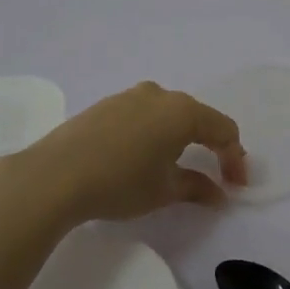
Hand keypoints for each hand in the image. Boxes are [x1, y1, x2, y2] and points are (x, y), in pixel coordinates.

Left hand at [10, 82, 247, 223]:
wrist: (55, 175)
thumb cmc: (120, 182)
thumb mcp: (164, 190)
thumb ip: (197, 188)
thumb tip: (219, 193)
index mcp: (182, 111)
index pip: (223, 130)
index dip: (234, 159)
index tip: (235, 186)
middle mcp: (160, 95)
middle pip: (197, 117)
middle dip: (210, 145)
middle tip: (215, 175)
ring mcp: (129, 96)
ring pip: (168, 113)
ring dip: (181, 137)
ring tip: (178, 165)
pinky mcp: (105, 105)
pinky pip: (143, 115)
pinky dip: (154, 133)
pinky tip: (143, 156)